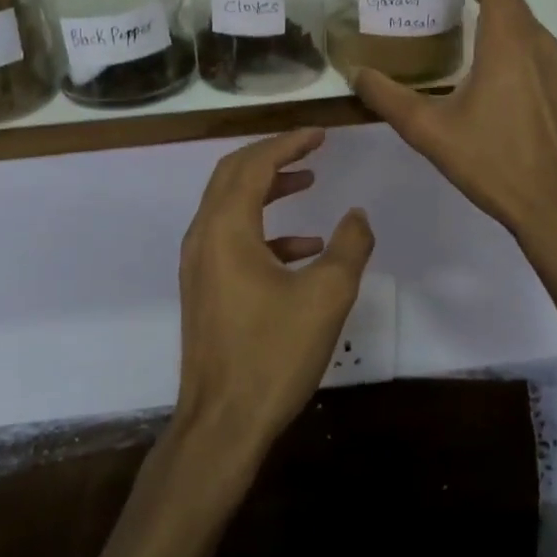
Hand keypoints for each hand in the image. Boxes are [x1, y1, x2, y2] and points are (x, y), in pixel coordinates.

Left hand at [175, 129, 374, 451]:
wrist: (222, 422)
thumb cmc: (272, 355)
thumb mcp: (326, 296)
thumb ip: (349, 247)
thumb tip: (357, 215)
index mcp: (226, 228)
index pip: (254, 164)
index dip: (288, 143)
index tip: (320, 134)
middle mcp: (203, 236)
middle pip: (233, 175)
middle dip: (272, 156)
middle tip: (310, 147)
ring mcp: (199, 264)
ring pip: (230, 206)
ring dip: (267, 189)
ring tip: (308, 183)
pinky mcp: (204, 288)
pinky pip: (233, 239)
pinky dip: (265, 230)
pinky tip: (304, 248)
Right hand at [353, 0, 556, 241]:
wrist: (556, 206)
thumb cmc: (493, 162)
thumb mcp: (429, 130)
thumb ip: (388, 97)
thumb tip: (354, 73)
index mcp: (508, 37)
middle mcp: (535, 40)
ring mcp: (552, 63)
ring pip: (519, 16)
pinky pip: (527, 40)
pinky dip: (503, 27)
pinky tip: (481, 51)